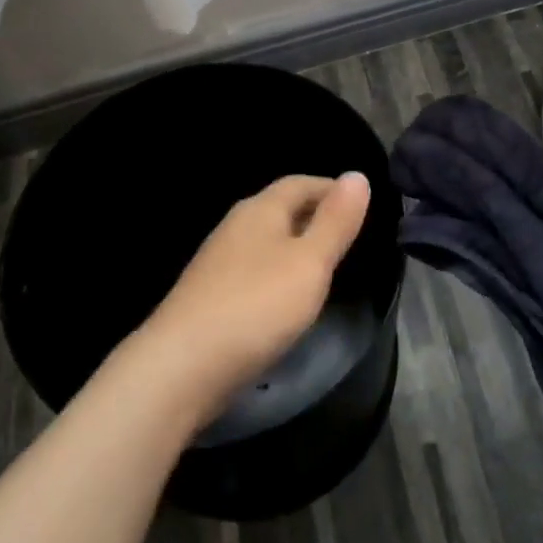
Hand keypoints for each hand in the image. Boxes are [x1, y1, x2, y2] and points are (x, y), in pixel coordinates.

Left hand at [139, 172, 370, 430]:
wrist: (181, 367)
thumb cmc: (256, 306)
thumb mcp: (310, 262)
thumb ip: (336, 221)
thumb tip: (357, 174)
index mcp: (260, 210)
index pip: (300, 183)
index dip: (331, 189)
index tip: (361, 205)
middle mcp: (236, 227)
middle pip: (281, 209)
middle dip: (314, 215)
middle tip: (349, 236)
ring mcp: (218, 262)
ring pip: (266, 241)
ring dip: (295, 246)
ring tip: (324, 267)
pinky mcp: (209, 296)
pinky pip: (254, 270)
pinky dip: (277, 274)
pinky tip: (286, 299)